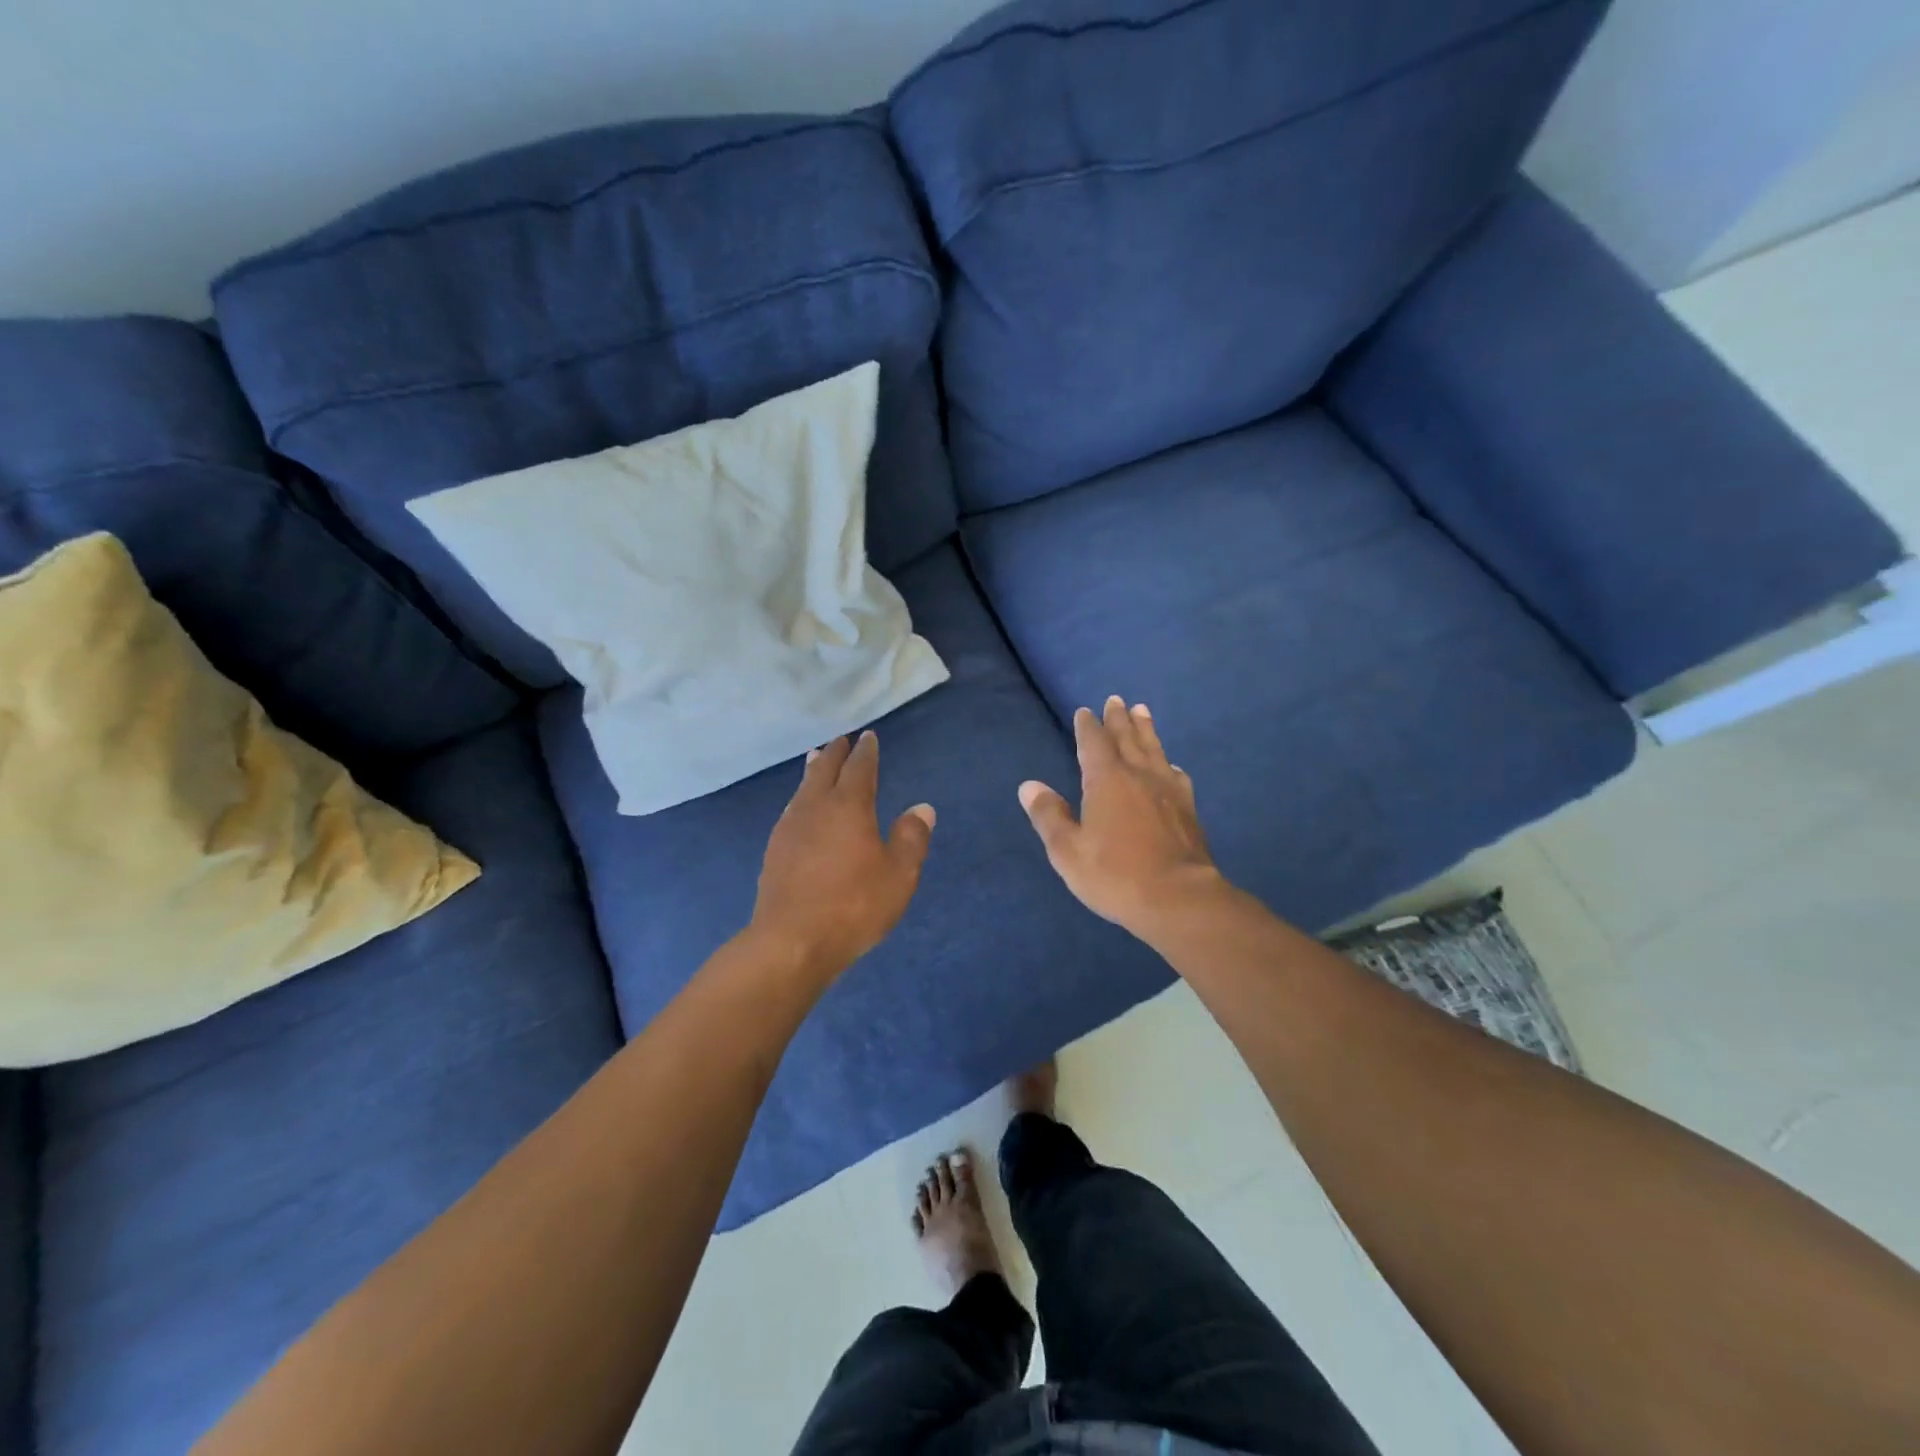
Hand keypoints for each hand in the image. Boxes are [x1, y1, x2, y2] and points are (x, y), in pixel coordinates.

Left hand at [750, 731, 934, 977]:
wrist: (790, 941)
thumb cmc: (854, 906)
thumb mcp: (898, 876)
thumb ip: (911, 838)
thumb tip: (922, 809)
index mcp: (849, 807)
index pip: (859, 768)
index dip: (866, 751)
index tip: (868, 737)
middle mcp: (815, 808)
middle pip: (824, 770)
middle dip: (835, 753)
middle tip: (841, 740)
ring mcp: (789, 828)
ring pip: (803, 788)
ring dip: (813, 771)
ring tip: (816, 759)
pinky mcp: (774, 850)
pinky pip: (791, 809)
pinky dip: (801, 797)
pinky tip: (800, 807)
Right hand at [1019, 697, 1223, 936]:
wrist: (1179, 899)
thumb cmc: (1116, 874)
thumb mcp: (1068, 851)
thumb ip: (1049, 816)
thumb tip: (1030, 786)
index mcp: (1106, 780)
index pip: (1094, 743)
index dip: (1088, 727)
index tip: (1084, 711)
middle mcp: (1138, 776)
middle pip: (1127, 738)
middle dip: (1118, 719)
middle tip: (1116, 699)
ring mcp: (1167, 791)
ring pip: (1154, 750)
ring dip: (1146, 730)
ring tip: (1142, 711)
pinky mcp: (1188, 809)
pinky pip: (1176, 776)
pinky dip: (1168, 764)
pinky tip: (1171, 767)